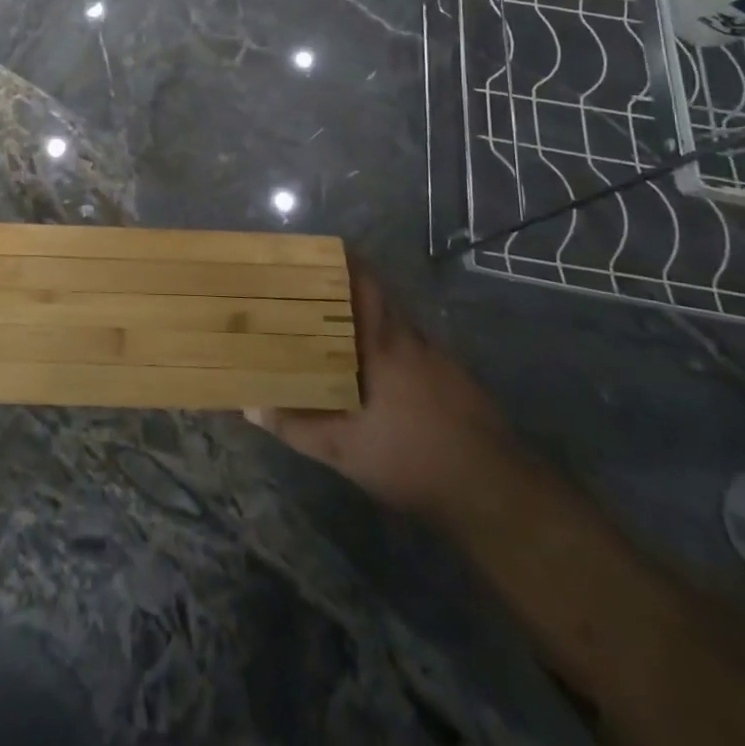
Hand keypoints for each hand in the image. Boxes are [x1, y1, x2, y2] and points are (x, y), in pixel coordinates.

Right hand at [247, 273, 511, 516]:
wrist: (494, 493)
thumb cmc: (411, 460)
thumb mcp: (343, 452)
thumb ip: (295, 426)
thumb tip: (249, 407)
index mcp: (382, 343)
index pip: (362, 281)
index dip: (340, 260)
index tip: (311, 253)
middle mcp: (410, 338)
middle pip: (377, 295)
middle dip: (344, 289)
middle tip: (309, 292)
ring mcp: (437, 356)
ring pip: (395, 321)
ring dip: (367, 318)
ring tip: (334, 327)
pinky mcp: (453, 377)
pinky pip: (412, 344)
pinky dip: (390, 344)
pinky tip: (376, 370)